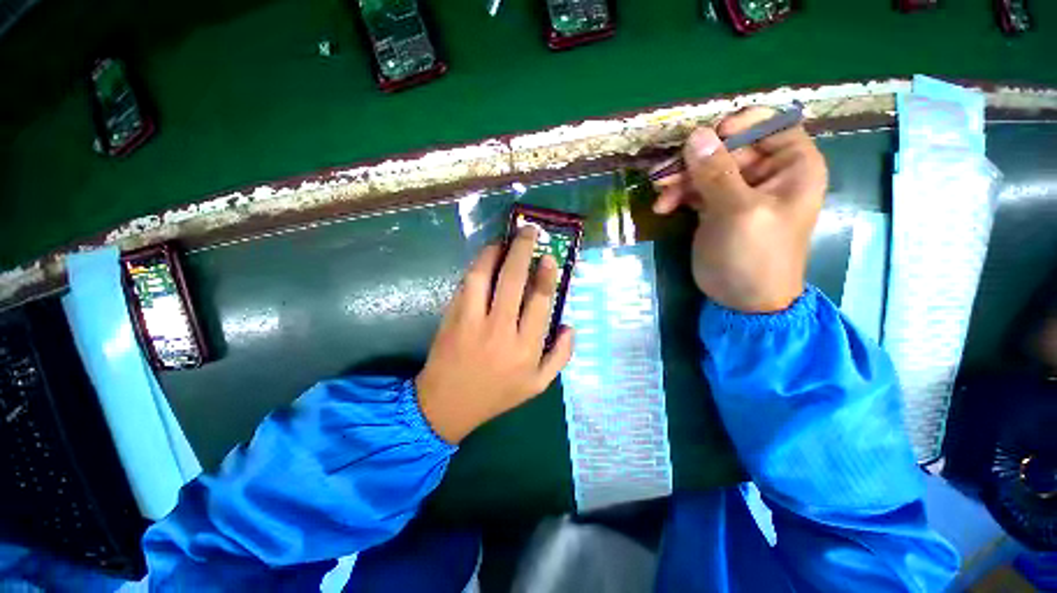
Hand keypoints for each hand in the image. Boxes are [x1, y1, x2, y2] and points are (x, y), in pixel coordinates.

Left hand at [415, 226, 574, 443]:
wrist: (447, 404)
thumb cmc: (497, 394)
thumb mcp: (538, 384)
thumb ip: (561, 356)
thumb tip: (570, 325)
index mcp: (526, 348)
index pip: (539, 301)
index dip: (545, 275)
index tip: (548, 257)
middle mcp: (500, 330)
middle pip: (513, 280)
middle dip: (523, 250)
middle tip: (529, 231)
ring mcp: (472, 321)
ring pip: (484, 276)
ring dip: (495, 253)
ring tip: (504, 240)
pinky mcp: (452, 317)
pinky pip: (466, 285)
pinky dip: (477, 267)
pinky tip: (485, 259)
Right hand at [652, 107, 827, 312]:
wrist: (743, 300)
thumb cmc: (753, 256)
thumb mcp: (737, 212)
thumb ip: (717, 172)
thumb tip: (695, 135)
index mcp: (792, 165)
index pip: (769, 124)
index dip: (737, 125)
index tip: (704, 140)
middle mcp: (768, 172)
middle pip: (729, 146)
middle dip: (695, 158)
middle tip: (664, 173)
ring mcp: (740, 190)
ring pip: (707, 167)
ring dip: (680, 177)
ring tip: (659, 191)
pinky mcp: (717, 207)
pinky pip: (696, 189)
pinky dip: (678, 195)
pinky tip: (663, 207)